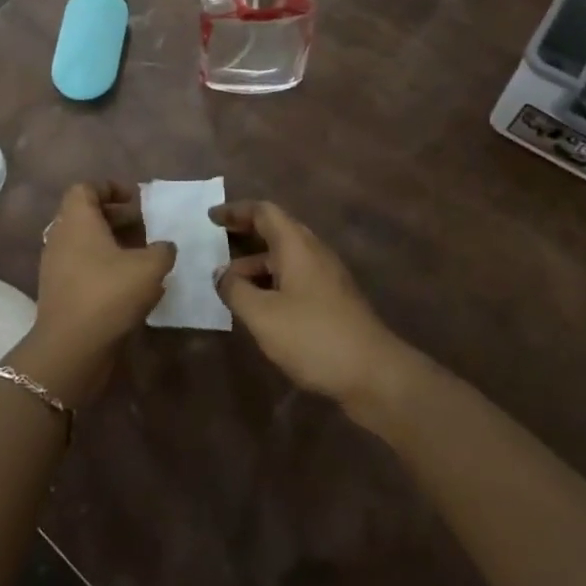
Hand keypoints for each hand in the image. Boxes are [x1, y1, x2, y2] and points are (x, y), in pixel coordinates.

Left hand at [9, 182, 173, 404]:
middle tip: (145, 226)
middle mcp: (61, 236)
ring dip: (112, 244)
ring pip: (85, 243)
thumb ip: (162, 250)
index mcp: (77, 220)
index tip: (135, 198)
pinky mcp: (59, 292)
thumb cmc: (108, 294)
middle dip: (116, 217)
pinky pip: (83, 267)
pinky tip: (131, 285)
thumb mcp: (149, 267)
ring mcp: (56, 266)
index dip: (110, 188)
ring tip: (143, 256)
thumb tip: (164, 247)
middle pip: (86, 215)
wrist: (71, 348)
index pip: (85, 188)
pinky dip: (105, 267)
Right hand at [213, 201, 410, 413]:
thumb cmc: (313, 336)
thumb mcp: (263, 315)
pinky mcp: (333, 301)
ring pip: (285, 259)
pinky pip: (295, 279)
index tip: (211, 218)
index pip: (264, 212)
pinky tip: (259, 308)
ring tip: (229, 285)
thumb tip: (221, 274)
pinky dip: (272, 283)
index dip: (236, 211)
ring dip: (256, 265)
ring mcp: (326, 277)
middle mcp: (313, 253)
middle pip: (276, 232)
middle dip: (244, 235)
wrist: (374, 374)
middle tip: (216, 244)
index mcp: (296, 246)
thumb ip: (235, 290)